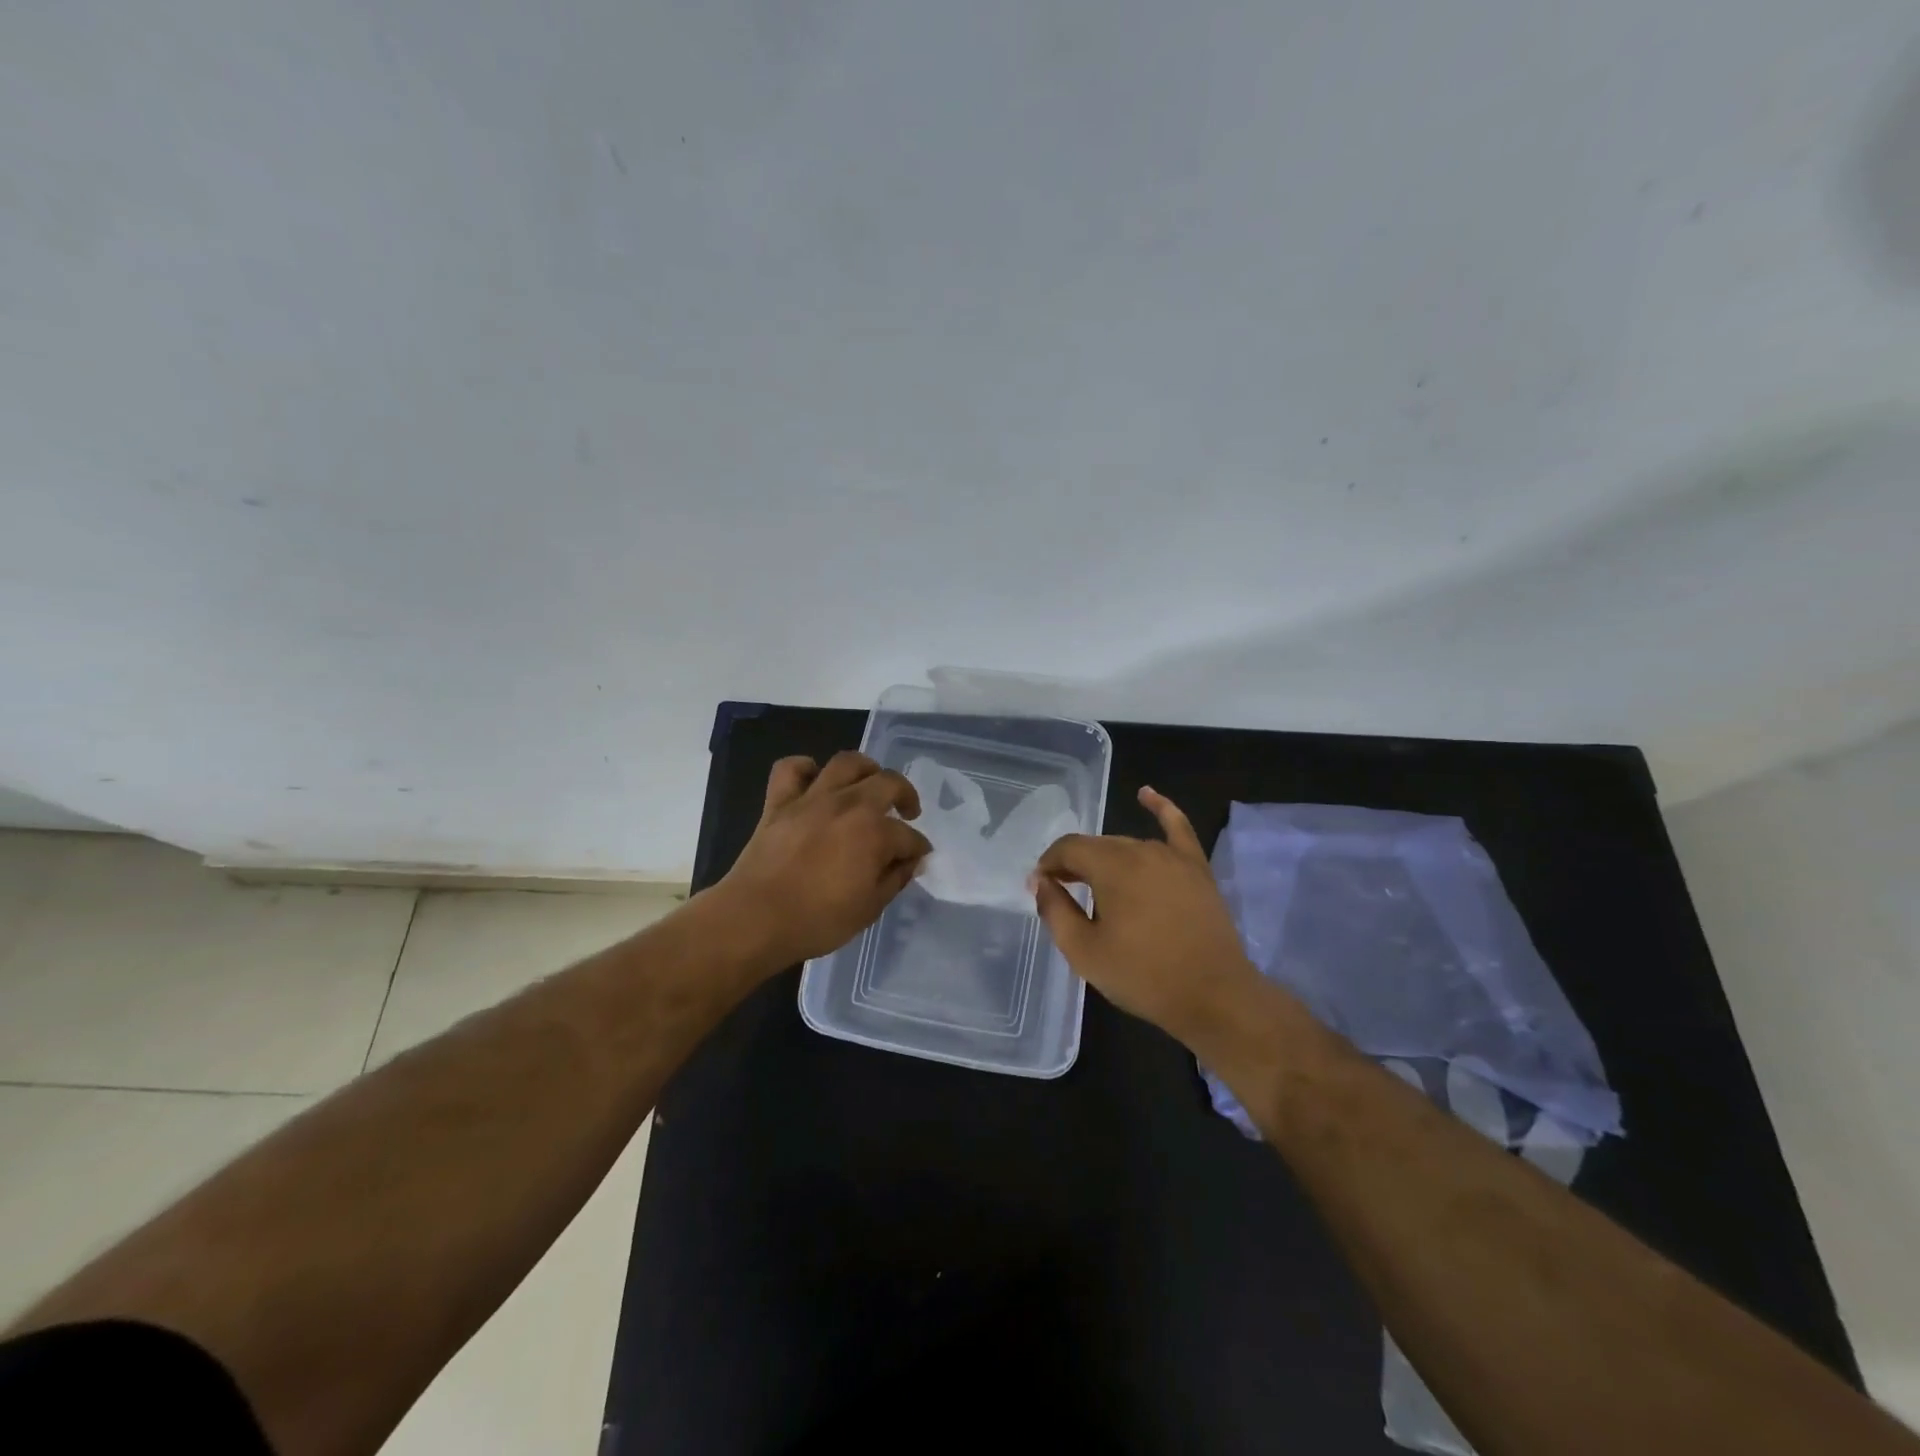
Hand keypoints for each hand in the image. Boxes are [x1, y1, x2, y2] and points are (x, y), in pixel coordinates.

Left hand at [713, 751, 931, 970]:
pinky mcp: (779, 802)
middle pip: (888, 783)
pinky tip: (814, 780)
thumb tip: (910, 861)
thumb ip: (895, 879)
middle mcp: (849, 805)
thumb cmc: (817, 921)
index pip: (909, 837)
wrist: (755, 919)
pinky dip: (804, 768)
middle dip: (906, 795)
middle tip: (907, 812)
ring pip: (846, 762)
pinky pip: (791, 768)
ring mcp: (812, 798)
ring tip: (869, 784)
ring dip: (866, 768)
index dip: (917, 848)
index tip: (917, 859)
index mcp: (875, 833)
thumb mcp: (869, 909)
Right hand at [1031, 786, 1261, 1044]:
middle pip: (1097, 847)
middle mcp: (1141, 850)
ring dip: (1106, 860)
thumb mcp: (1084, 951)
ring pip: (1128, 846)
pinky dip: (1161, 808)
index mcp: (1111, 866)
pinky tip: (1146, 794)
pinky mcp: (1196, 868)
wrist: (1214, 996)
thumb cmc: (1143, 976)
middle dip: (1074, 864)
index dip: (1048, 865)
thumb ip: (1055, 910)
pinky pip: (1177, 827)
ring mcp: (1173, 856)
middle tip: (1063, 893)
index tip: (1040, 889)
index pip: (1068, 848)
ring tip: (1095, 885)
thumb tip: (1040, 881)